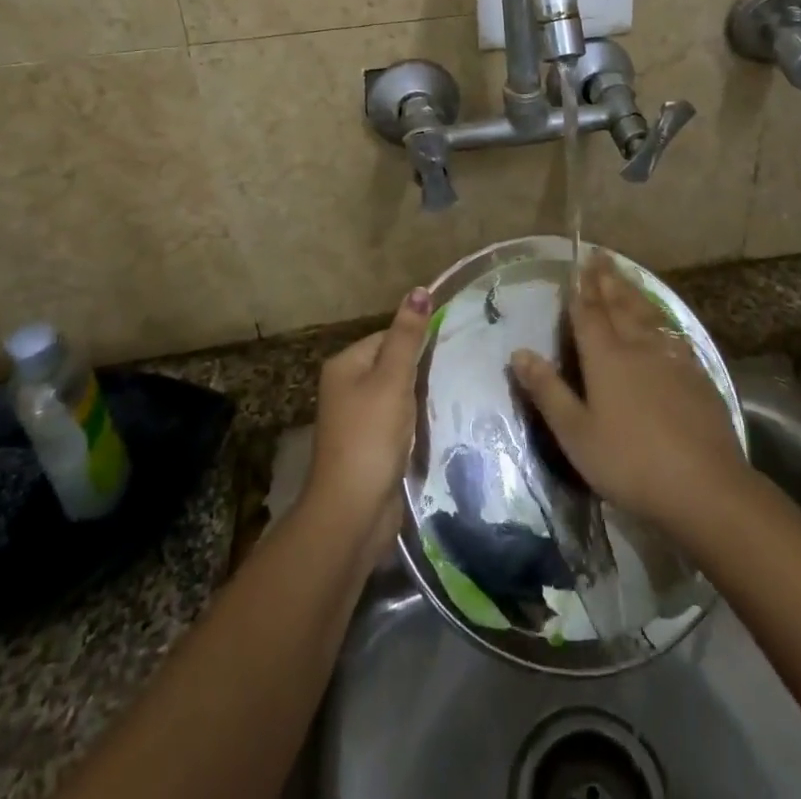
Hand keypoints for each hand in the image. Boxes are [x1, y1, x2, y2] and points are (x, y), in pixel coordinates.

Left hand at [301, 286, 431, 566]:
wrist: (353, 512)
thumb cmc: (371, 436)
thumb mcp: (393, 379)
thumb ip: (408, 336)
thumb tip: (419, 289)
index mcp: (345, 364)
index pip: (388, 335)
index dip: (417, 340)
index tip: (449, 348)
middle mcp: (346, 387)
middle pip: (393, 363)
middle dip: (421, 369)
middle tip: (455, 371)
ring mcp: (357, 419)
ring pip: (398, 393)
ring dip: (420, 396)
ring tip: (451, 394)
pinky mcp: (371, 445)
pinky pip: (398, 420)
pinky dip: (415, 420)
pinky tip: (435, 423)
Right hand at [511, 254, 745, 535]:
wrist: (704, 485)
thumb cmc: (629, 462)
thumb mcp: (576, 433)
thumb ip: (548, 391)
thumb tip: (519, 352)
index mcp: (605, 357)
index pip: (588, 314)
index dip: (581, 289)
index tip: (577, 264)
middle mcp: (637, 346)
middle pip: (619, 304)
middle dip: (607, 279)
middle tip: (600, 255)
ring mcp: (670, 358)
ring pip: (647, 313)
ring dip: (633, 290)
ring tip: (625, 274)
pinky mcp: (696, 373)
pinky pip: (671, 331)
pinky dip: (660, 316)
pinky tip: (661, 320)